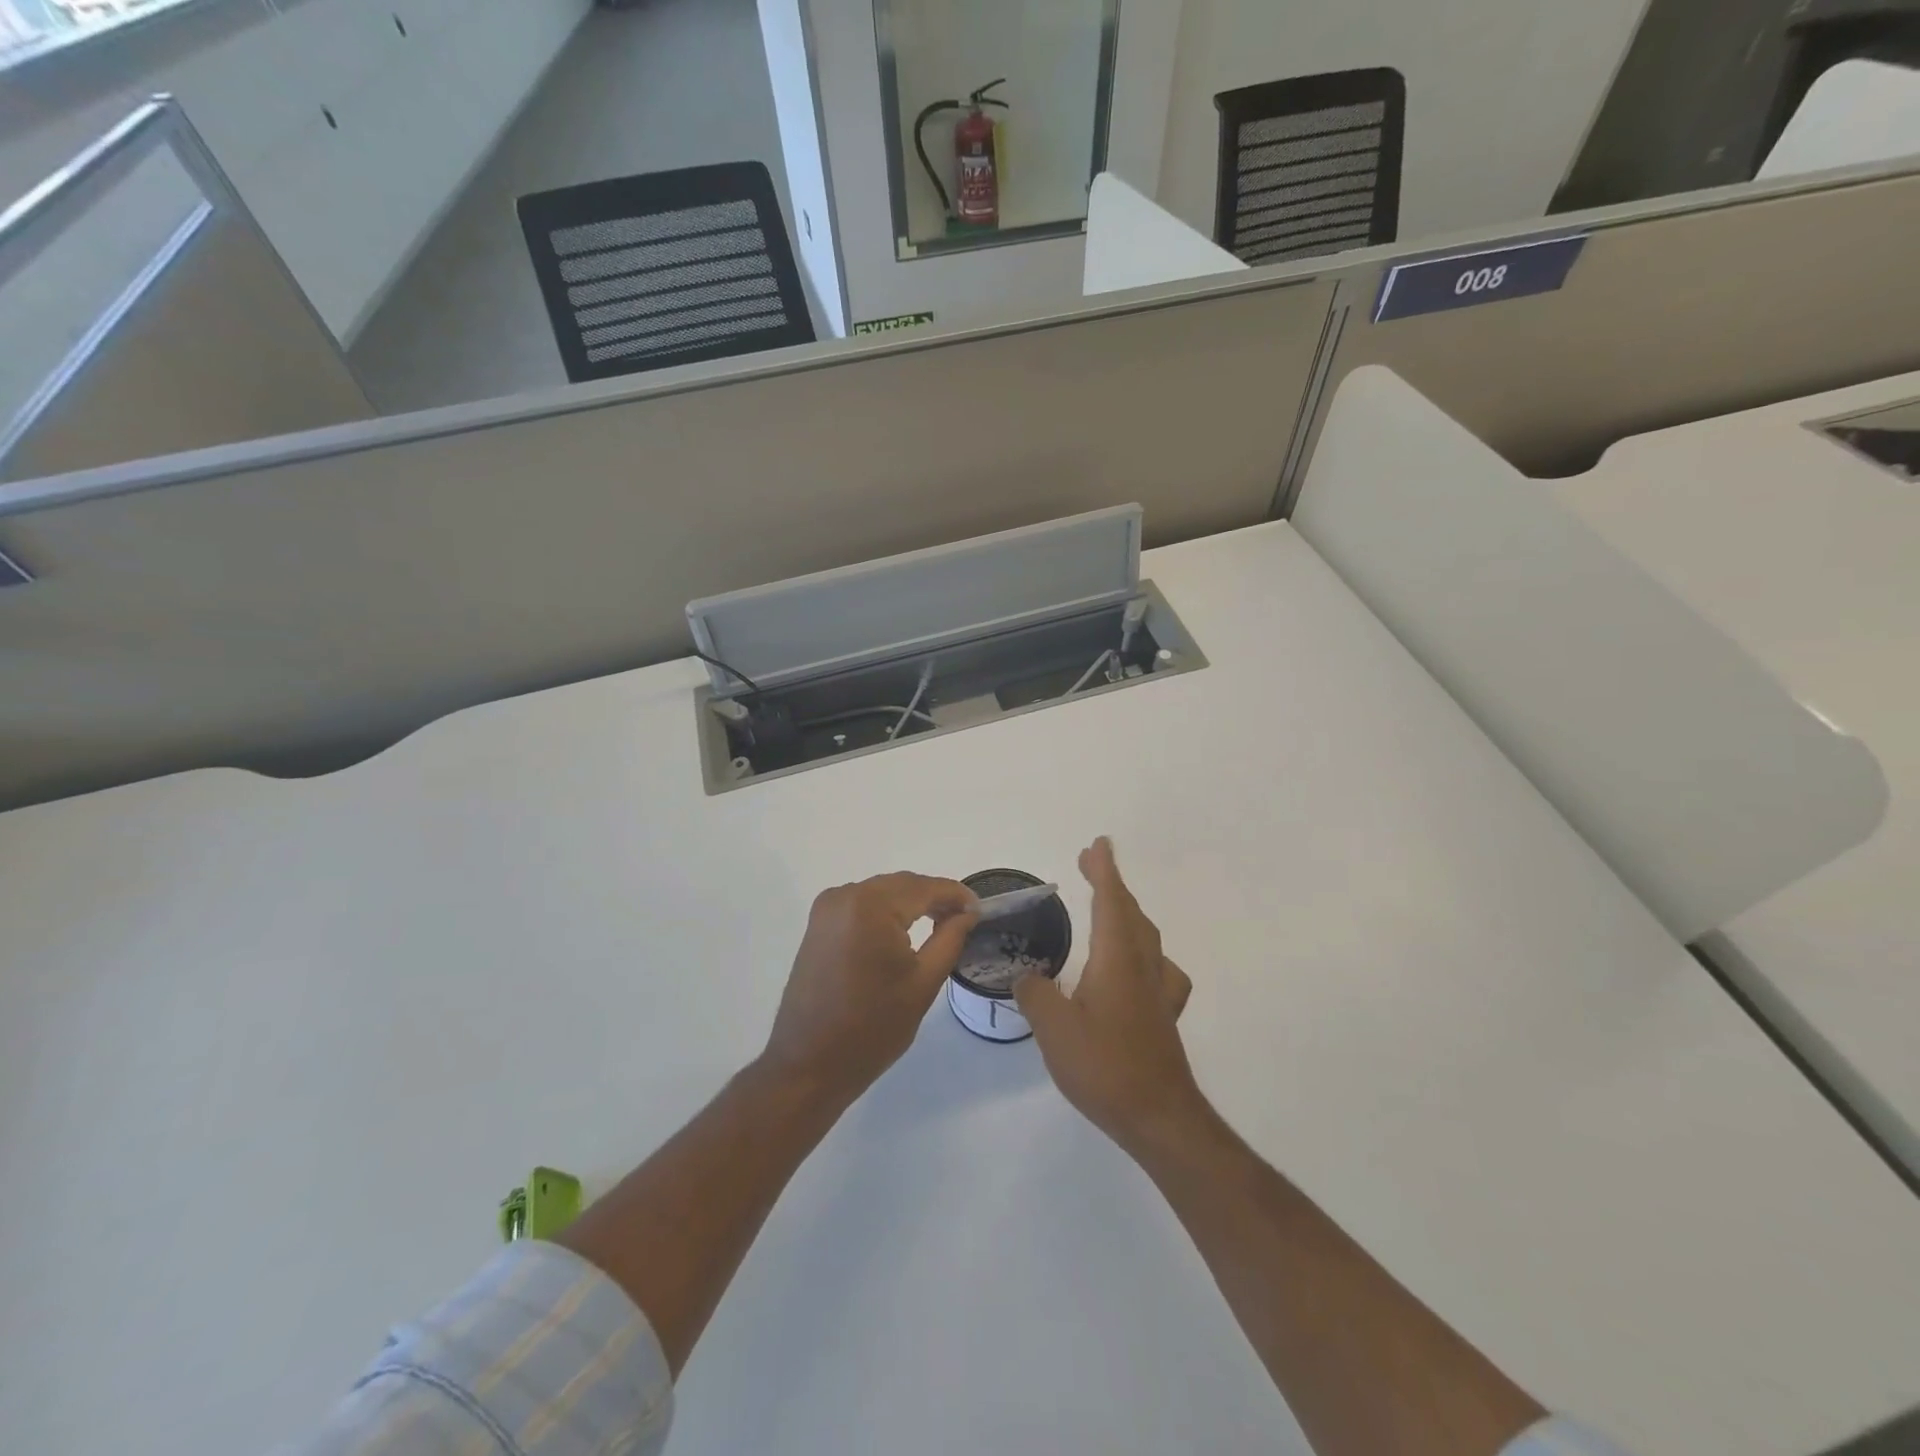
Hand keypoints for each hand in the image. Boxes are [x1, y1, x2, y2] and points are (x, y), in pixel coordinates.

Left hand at [761, 872, 978, 1104]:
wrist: (809, 1064)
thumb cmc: (872, 1027)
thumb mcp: (923, 982)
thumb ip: (950, 938)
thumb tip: (968, 912)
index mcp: (871, 905)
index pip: (924, 888)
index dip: (956, 895)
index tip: (981, 909)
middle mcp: (845, 895)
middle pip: (902, 886)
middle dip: (935, 898)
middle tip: (965, 919)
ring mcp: (827, 908)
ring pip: (882, 893)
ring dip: (911, 904)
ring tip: (941, 924)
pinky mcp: (818, 924)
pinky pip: (862, 905)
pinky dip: (887, 912)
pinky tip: (906, 931)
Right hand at [1014, 838, 1201, 1151]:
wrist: (1159, 1116)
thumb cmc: (1104, 1066)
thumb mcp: (1054, 1029)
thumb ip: (1035, 995)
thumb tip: (1027, 978)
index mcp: (1116, 958)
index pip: (1110, 901)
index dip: (1104, 871)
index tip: (1097, 844)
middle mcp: (1142, 965)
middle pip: (1130, 911)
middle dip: (1111, 883)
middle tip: (1090, 863)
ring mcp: (1158, 990)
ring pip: (1146, 936)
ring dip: (1127, 912)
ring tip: (1108, 906)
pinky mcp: (1164, 1014)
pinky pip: (1158, 967)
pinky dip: (1143, 951)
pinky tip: (1137, 967)